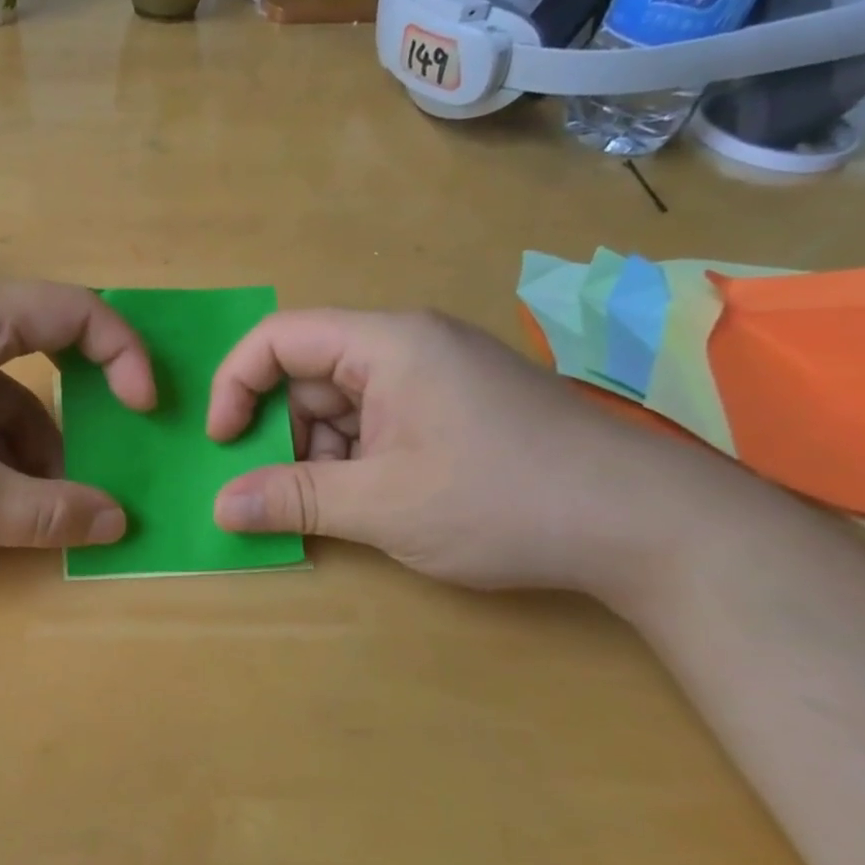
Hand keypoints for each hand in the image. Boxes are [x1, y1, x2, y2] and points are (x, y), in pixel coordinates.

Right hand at [206, 308, 701, 595]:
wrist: (646, 526)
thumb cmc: (503, 500)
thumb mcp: (383, 505)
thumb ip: (293, 500)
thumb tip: (218, 508)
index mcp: (386, 344)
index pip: (279, 337)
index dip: (235, 384)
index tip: (221, 444)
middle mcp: (407, 347)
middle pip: (308, 374)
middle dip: (282, 433)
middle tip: (278, 493)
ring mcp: (435, 378)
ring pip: (341, 405)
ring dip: (319, 455)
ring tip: (333, 509)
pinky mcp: (454, 409)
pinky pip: (377, 423)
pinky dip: (356, 461)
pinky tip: (369, 504)